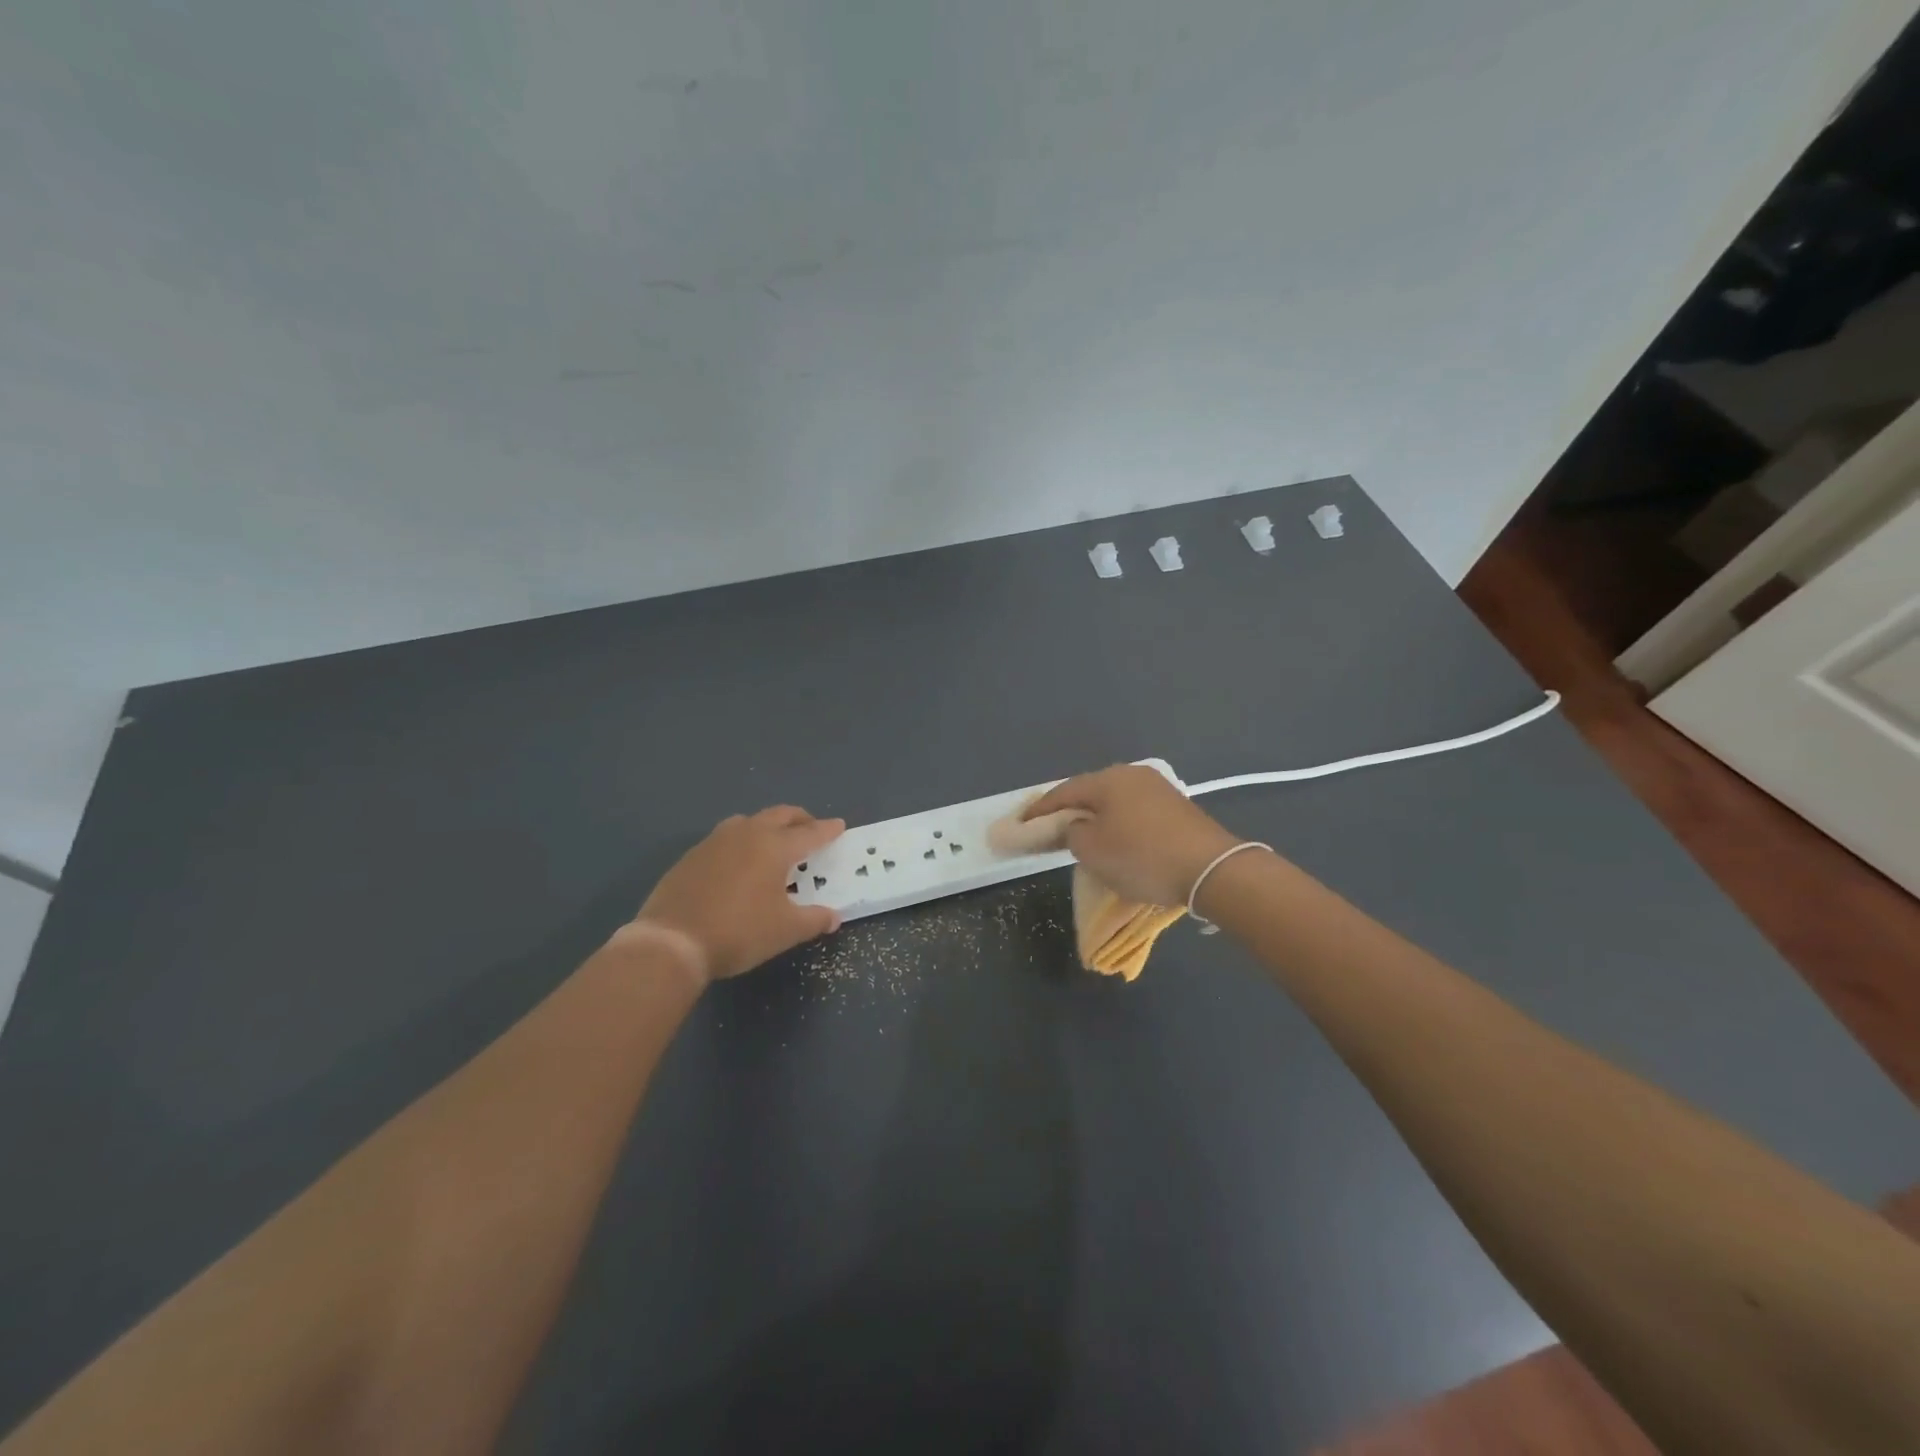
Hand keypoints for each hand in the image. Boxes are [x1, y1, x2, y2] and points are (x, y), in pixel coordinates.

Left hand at [627, 806, 845, 983]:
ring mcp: (715, 842)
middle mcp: (746, 834)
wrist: (672, 942)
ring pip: (748, 821)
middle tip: (810, 828)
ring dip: (766, 825)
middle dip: (799, 819)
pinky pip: (724, 838)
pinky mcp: (691, 856)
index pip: (809, 833)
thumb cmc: (738, 932)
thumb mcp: (785, 931)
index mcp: (774, 847)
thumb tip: (833, 917)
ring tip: (773, 841)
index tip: (839, 825)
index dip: (827, 830)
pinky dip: (740, 842)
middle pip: (779, 815)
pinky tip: (738, 862)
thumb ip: (814, 920)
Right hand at [1023, 765, 1240, 906]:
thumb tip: (1076, 827)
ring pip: (1113, 802)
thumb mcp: (1091, 849)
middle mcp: (1132, 775)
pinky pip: (1134, 812)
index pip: (1062, 792)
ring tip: (1081, 838)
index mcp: (1108, 779)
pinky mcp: (1176, 807)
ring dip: (1095, 819)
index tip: (1020, 825)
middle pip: (1089, 793)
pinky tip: (1115, 841)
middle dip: (1067, 812)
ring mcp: (1158, 789)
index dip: (1038, 811)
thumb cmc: (1142, 857)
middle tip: (1048, 831)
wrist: (1211, 869)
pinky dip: (1118, 825)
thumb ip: (1071, 832)